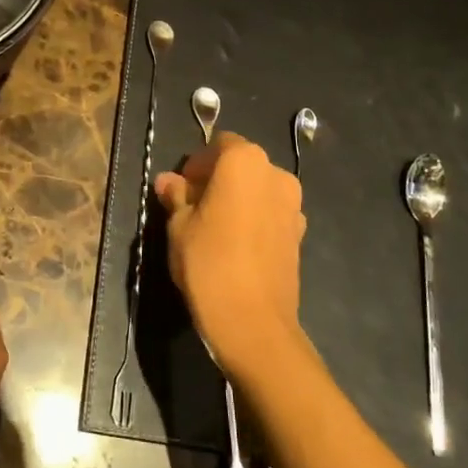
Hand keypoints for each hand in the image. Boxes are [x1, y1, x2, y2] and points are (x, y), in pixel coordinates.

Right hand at [155, 133, 309, 388]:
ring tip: (214, 230)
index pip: (218, 145)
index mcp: (244, 161)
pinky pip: (270, 213)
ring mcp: (293, 205)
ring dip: (237, 199)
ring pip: (257, 190)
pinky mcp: (299, 233)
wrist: (253, 322)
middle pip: (241, 165)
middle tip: (193, 208)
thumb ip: (176, 197)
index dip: (197, 165)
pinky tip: (236, 246)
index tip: (180, 189)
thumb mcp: (179, 227)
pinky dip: (254, 219)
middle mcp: (275, 174)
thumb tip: (168, 181)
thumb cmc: (208, 263)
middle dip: (217, 180)